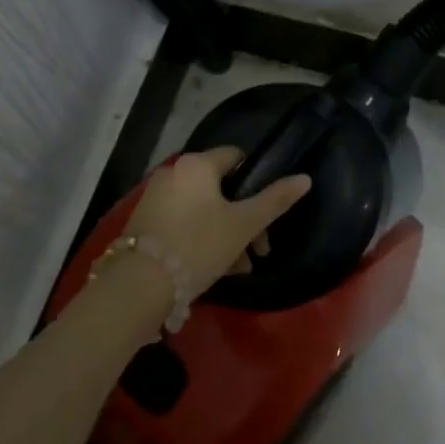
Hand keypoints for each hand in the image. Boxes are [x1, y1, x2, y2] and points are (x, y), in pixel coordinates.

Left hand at [123, 148, 312, 300]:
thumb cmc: (198, 245)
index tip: (267, 213)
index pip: (236, 157)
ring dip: (226, 234)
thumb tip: (305, 178)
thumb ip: (275, 200)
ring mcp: (155, 198)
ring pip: (203, 210)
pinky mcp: (144, 224)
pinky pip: (183, 223)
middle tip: (259, 250)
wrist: (139, 286)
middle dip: (244, 218)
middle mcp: (173, 173)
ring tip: (239, 268)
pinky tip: (215, 269)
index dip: (256, 182)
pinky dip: (201, 239)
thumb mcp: (244, 224)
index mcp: (197, 164)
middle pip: (221, 188)